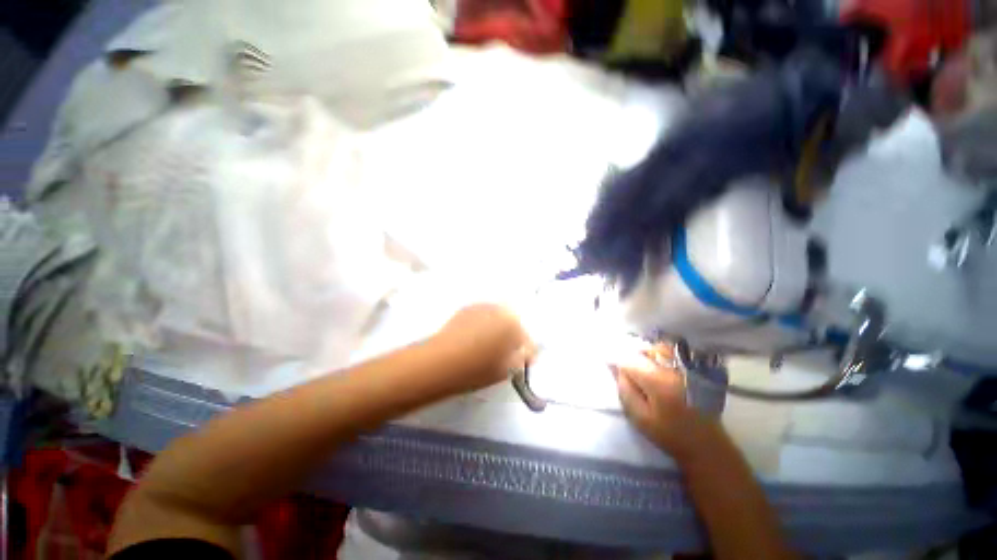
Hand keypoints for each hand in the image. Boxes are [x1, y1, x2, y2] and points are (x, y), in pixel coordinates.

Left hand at [430, 304, 536, 393]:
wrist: (439, 363)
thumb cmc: (477, 369)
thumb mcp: (507, 369)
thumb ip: (522, 358)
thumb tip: (526, 352)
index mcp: (513, 323)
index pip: (526, 338)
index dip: (525, 351)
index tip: (521, 361)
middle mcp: (498, 309)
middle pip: (512, 324)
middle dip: (511, 338)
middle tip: (505, 354)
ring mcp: (480, 307)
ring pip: (497, 319)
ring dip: (497, 330)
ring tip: (488, 348)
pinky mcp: (465, 310)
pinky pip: (482, 318)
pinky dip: (483, 326)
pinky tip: (475, 340)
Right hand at [612, 350, 725, 462]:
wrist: (706, 445)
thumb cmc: (670, 435)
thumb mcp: (639, 417)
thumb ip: (625, 390)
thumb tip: (614, 366)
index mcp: (659, 381)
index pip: (630, 360)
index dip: (617, 361)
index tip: (608, 363)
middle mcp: (675, 368)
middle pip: (645, 350)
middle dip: (632, 357)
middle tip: (628, 372)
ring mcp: (688, 367)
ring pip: (659, 348)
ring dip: (646, 355)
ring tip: (644, 370)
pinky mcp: (695, 369)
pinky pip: (672, 352)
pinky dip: (661, 355)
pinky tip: (659, 368)